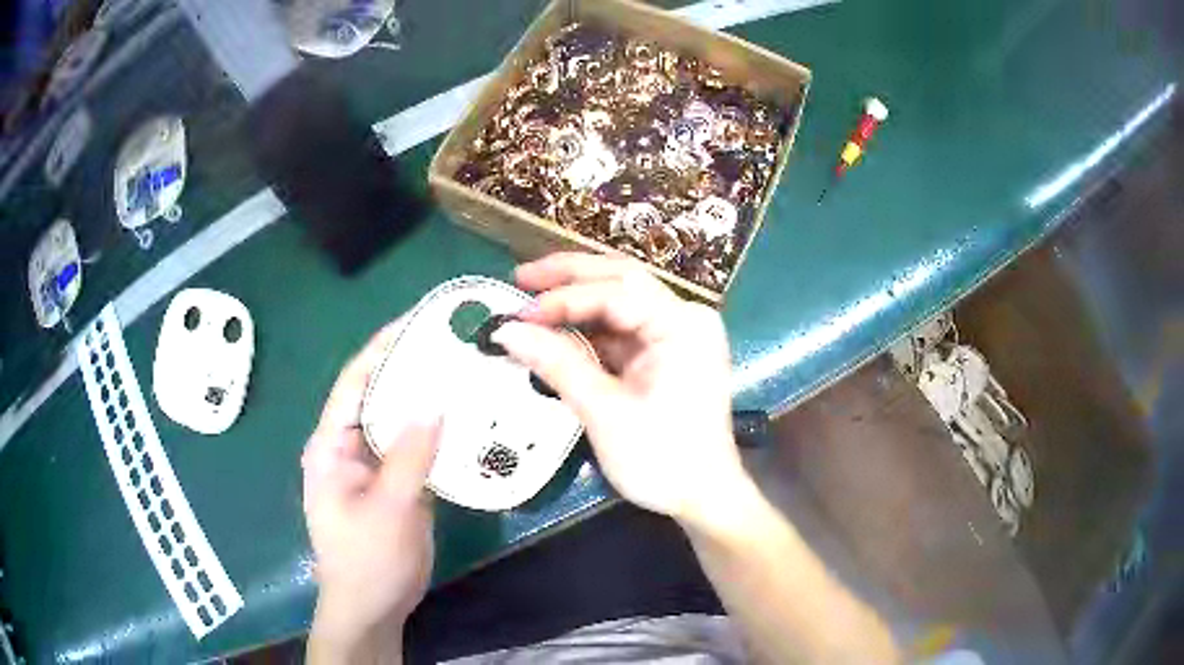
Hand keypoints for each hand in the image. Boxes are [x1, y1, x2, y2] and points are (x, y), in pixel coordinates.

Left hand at [302, 322, 439, 662]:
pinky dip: (438, 432)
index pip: (355, 381)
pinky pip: (416, 447)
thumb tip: (434, 402)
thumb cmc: (367, 561)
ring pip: (400, 420)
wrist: (372, 607)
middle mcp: (349, 446)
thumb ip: (408, 456)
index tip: (419, 319)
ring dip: (427, 398)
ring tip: (465, 371)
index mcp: (331, 444)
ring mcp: (374, 465)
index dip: (383, 347)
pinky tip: (467, 420)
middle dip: (410, 366)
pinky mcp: (395, 483)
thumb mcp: (388, 508)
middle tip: (453, 342)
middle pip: (379, 394)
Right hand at [492, 253, 746, 527]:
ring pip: (618, 302)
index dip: (562, 298)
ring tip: (528, 303)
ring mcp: (676, 335)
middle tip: (519, 277)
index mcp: (682, 325)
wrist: (702, 497)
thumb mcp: (605, 412)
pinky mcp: (665, 354)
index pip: (616, 292)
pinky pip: (621, 330)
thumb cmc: (662, 459)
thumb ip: (557, 364)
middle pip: (621, 281)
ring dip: (574, 302)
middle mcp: (684, 318)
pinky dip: (587, 329)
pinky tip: (555, 330)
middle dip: (568, 277)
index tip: (517, 313)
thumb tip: (506, 330)